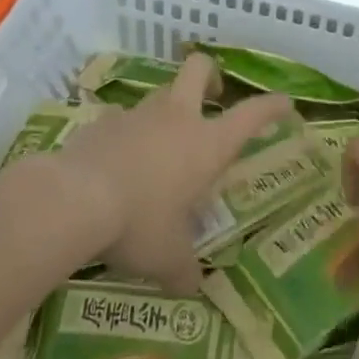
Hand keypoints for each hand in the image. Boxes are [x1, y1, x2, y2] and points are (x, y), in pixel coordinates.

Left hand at [42, 53, 292, 294]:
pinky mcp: (101, 123)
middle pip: (199, 69)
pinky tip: (115, 163)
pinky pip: (120, 120)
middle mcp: (177, 118)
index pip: (252, 115)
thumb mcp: (169, 258)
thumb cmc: (139, 223)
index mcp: (207, 144)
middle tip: (213, 96)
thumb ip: (185, 271)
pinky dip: (124, 135)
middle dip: (211, 76)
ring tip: (159, 147)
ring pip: (159, 94)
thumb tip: (192, 288)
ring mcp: (137, 115)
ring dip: (164, 112)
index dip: (272, 106)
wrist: (73, 200)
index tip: (285, 104)